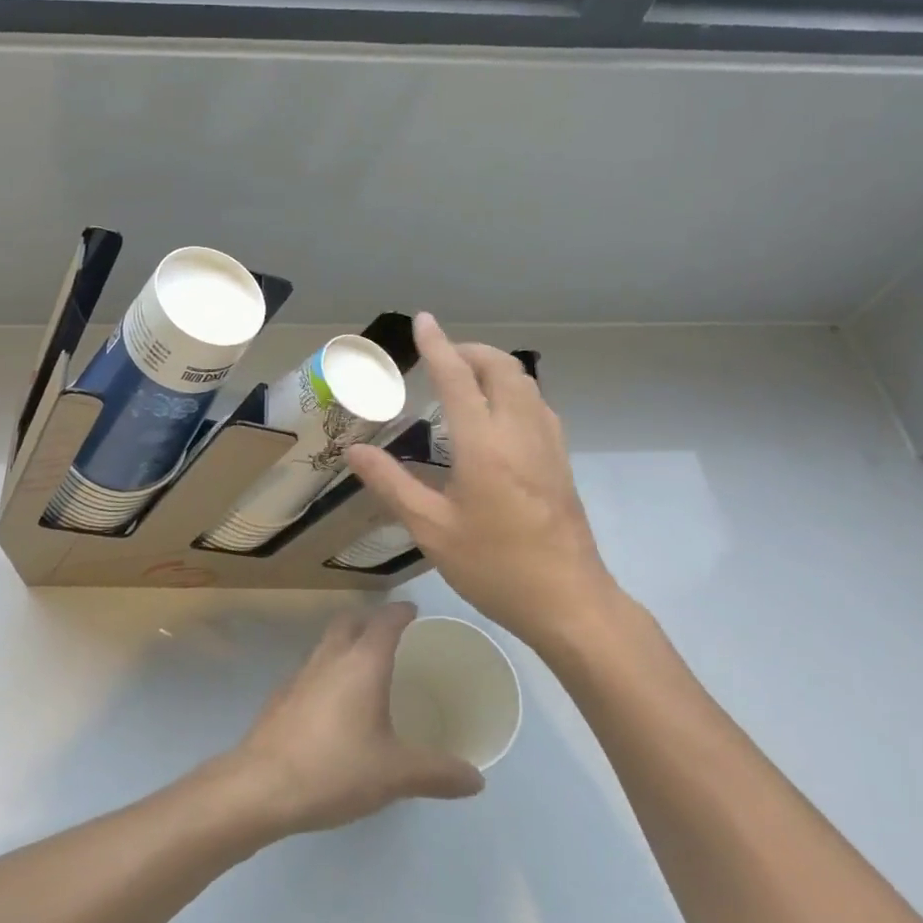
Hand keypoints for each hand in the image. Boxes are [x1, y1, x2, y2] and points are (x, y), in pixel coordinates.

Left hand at [227, 602, 483, 836]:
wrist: (261, 785)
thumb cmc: (335, 769)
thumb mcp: (395, 774)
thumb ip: (438, 773)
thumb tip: (477, 778)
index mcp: (362, 663)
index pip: (384, 621)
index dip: (401, 612)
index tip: (414, 611)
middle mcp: (329, 658)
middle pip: (349, 622)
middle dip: (370, 620)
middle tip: (391, 634)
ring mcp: (299, 675)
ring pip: (326, 643)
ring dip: (346, 643)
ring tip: (365, 667)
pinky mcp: (280, 697)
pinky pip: (310, 670)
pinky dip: (327, 672)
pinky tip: (333, 704)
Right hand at [345, 312, 617, 651]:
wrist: (569, 601)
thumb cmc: (494, 567)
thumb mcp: (432, 530)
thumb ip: (392, 485)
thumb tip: (354, 452)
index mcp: (483, 445)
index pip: (458, 377)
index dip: (437, 345)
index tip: (424, 321)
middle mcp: (520, 432)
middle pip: (501, 367)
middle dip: (470, 350)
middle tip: (441, 358)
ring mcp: (548, 444)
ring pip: (525, 382)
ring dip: (494, 368)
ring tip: (465, 380)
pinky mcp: (561, 460)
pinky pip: (538, 404)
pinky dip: (513, 390)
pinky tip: (497, 416)